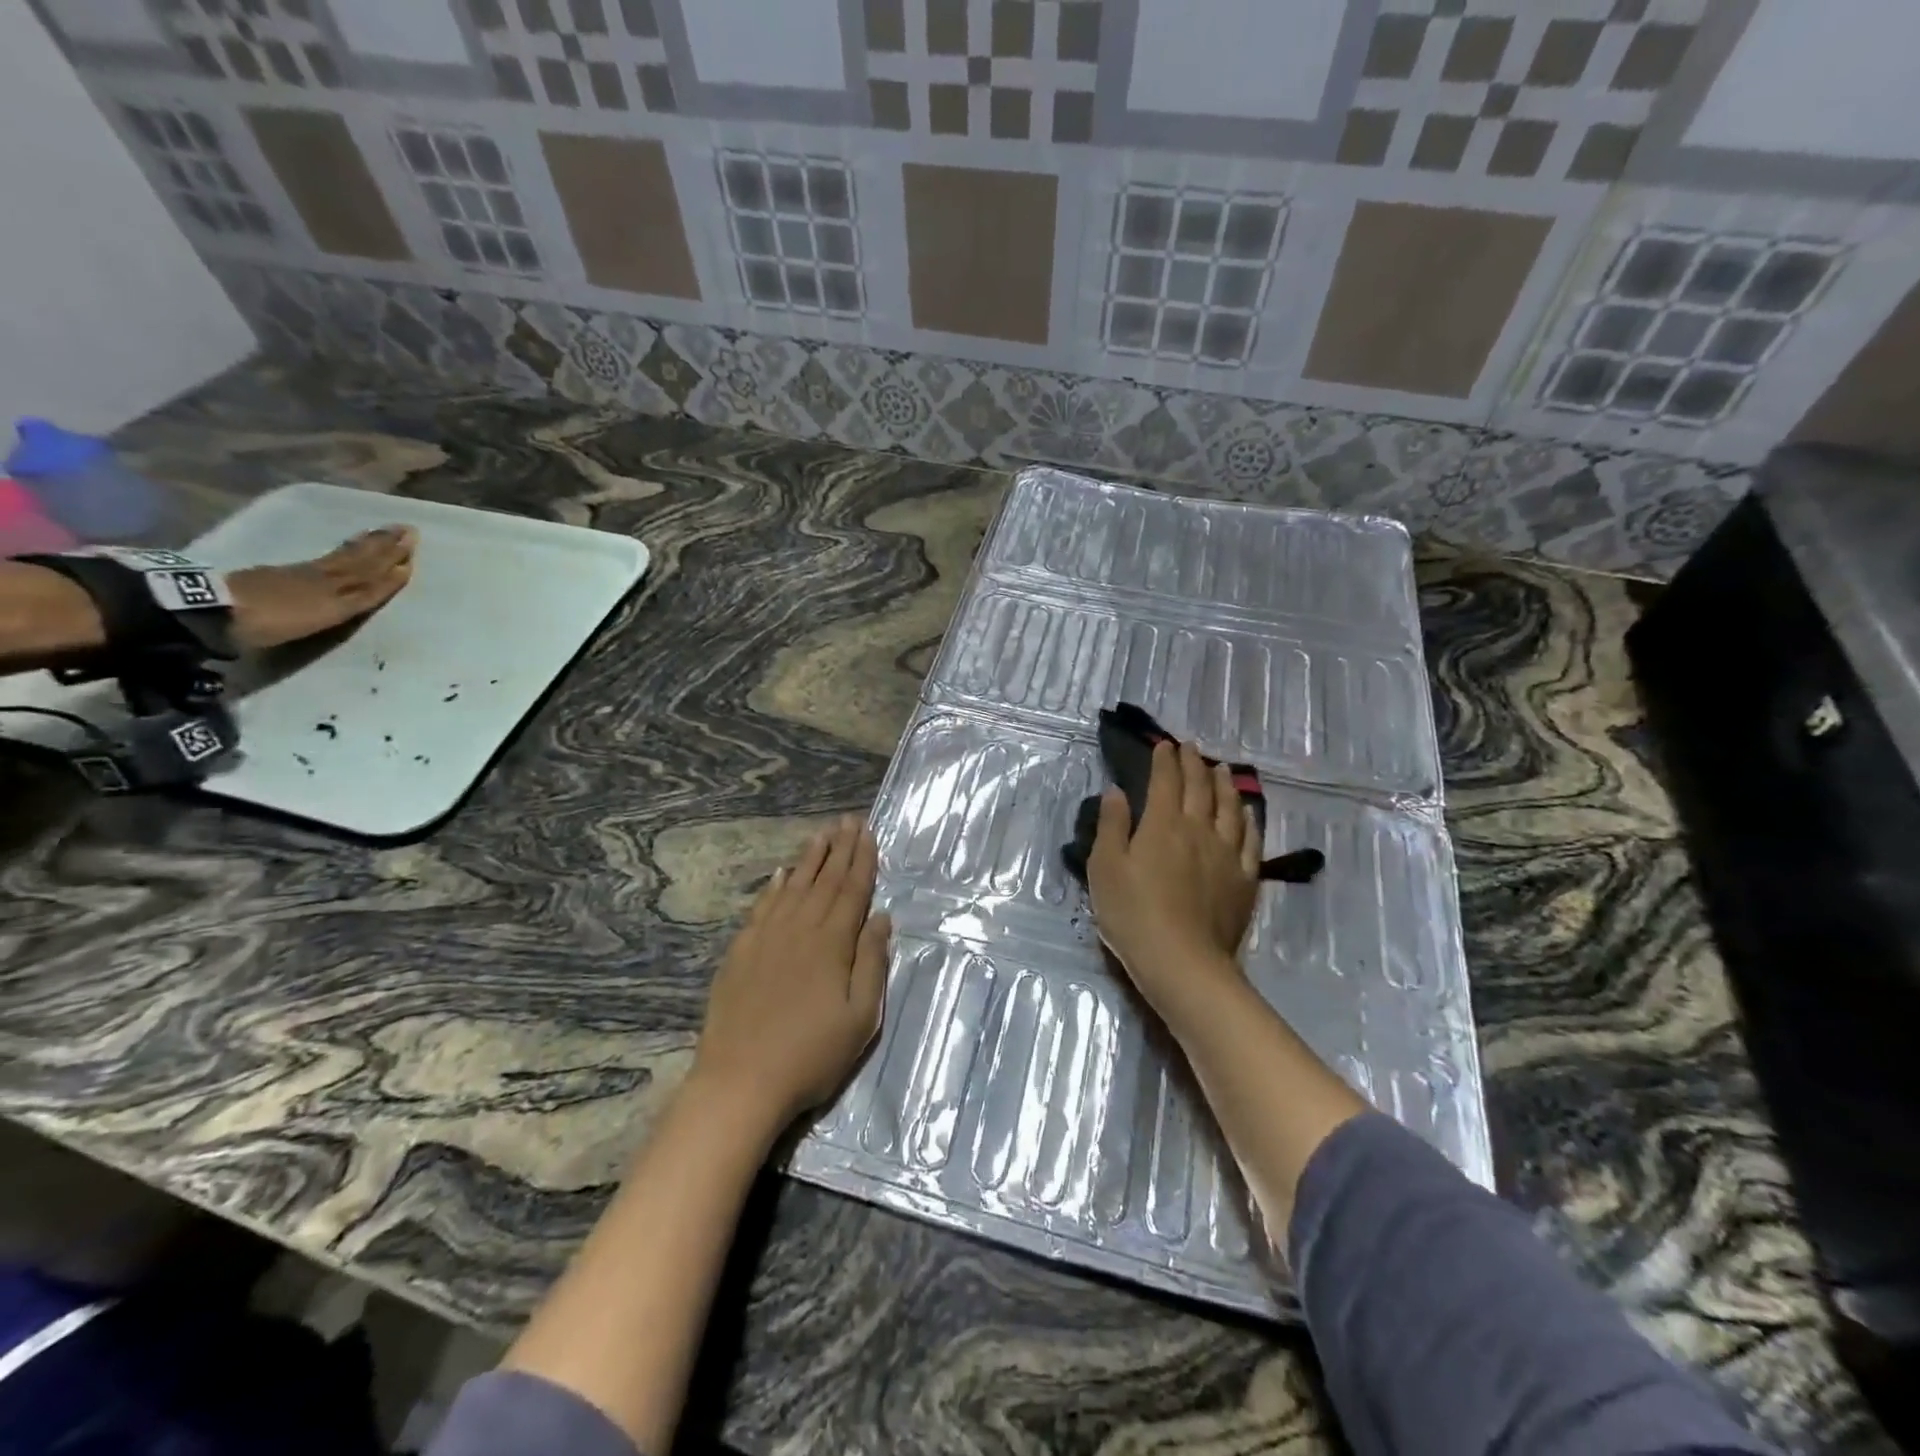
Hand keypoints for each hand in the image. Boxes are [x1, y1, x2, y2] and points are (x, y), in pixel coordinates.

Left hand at [229, 526, 416, 649]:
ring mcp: (307, 572)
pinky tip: (351, 545)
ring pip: (348, 557)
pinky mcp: (287, 572)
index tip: (411, 548)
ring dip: (369, 545)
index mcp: (340, 590)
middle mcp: (330, 576)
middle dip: (386, 546)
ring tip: (384, 532)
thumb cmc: (276, 620)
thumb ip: (358, 596)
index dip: (393, 565)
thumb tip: (386, 577)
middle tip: (406, 529)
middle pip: (363, 561)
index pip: (374, 576)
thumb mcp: (324, 614)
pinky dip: (346, 551)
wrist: (221, 609)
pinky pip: (329, 558)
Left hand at [692, 815, 890, 1132]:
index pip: (852, 890)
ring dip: (809, 858)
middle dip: (840, 848)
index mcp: (832, 943)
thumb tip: (882, 918)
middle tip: (848, 820)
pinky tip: (781, 874)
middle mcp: (799, 929)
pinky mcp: (741, 952)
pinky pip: (762, 907)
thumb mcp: (860, 1018)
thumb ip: (872, 963)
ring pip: (793, 886)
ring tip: (821, 833)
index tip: (868, 832)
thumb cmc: (810, 1055)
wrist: (740, 1081)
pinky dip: (774, 887)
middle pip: (824, 880)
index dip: (862, 860)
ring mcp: (766, 938)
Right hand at [1087, 741, 1260, 1025]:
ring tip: (1222, 769)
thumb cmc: (1132, 913)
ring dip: (1224, 785)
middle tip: (1191, 748)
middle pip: (1200, 788)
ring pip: (1230, 808)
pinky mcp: (1244, 880)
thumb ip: (1112, 826)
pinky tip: (1248, 813)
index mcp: (1163, 824)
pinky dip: (1249, 820)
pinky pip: (1251, 840)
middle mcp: (1198, 830)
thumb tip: (1117, 791)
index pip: (1166, 782)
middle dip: (1194, 764)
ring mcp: (1226, 854)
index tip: (1164, 745)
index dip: (1165, 760)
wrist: (1182, 962)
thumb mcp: (1104, 867)